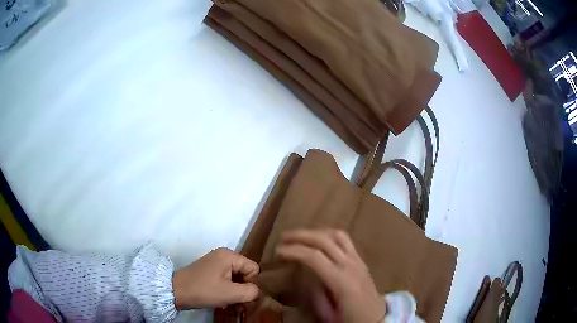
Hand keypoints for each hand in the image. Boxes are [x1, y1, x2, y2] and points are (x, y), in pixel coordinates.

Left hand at [172, 248, 259, 308]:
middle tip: (235, 301)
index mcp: (229, 255)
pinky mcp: (209, 270)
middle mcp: (223, 255)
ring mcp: (215, 262)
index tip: (240, 294)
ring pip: (235, 278)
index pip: (253, 269)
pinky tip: (221, 300)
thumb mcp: (231, 293)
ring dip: (235, 292)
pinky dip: (226, 290)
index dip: (251, 283)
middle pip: (245, 273)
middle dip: (243, 288)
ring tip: (228, 303)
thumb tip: (256, 291)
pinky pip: (226, 279)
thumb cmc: (204, 290)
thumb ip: (251, 292)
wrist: (176, 291)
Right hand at [276, 229, 384, 322]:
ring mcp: (358, 260)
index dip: (294, 251)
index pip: (314, 257)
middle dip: (301, 235)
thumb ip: (315, 292)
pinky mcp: (361, 260)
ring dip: (316, 232)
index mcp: (342, 282)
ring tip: (300, 236)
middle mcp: (351, 265)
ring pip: (337, 235)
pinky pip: (345, 240)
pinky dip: (328, 235)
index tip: (278, 251)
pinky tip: (319, 240)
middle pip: (325, 240)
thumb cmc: (350, 319)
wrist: (376, 318)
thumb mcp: (327, 313)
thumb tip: (304, 272)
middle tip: (283, 237)